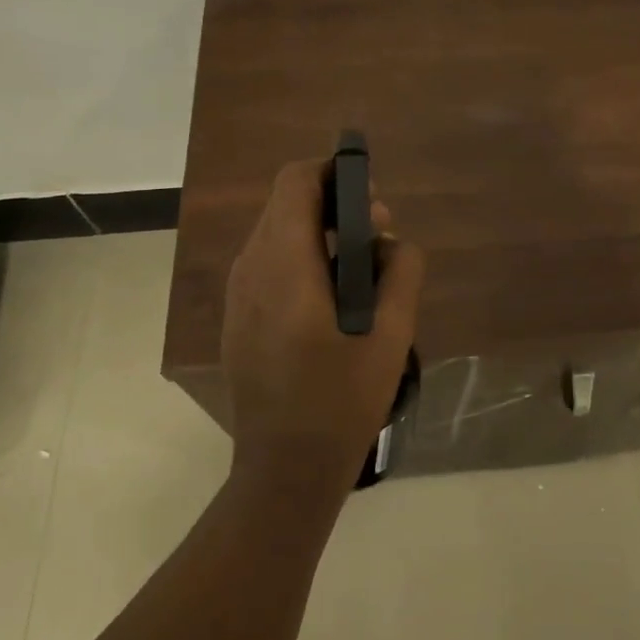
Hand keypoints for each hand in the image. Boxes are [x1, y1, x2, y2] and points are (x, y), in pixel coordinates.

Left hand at [220, 160, 425, 495]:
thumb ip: (401, 272)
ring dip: (320, 236)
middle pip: (286, 205)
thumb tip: (393, 242)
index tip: (370, 195)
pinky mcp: (238, 317)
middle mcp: (251, 267)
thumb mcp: (391, 333)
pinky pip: (269, 265)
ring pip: (277, 235)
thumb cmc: (342, 398)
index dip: (333, 173)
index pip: (296, 182)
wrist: (285, 466)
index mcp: (284, 264)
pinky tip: (333, 302)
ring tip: (363, 273)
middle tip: (380, 239)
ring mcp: (238, 294)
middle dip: (335, 207)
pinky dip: (303, 261)